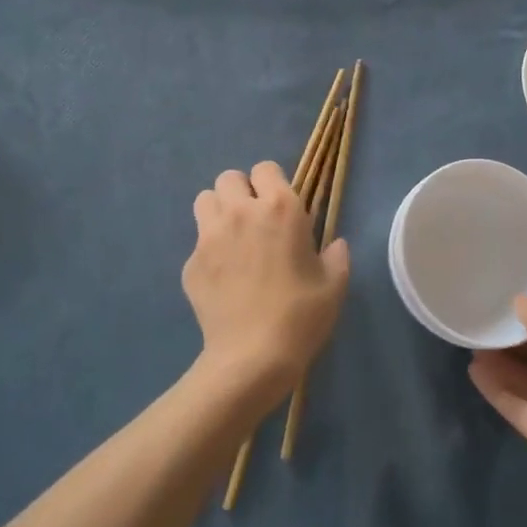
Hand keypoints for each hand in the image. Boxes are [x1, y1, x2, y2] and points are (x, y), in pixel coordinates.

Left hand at [183, 162, 349, 411]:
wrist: (252, 357)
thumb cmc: (301, 316)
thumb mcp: (334, 285)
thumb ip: (336, 256)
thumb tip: (334, 245)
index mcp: (280, 208)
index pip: (265, 168)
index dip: (272, 184)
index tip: (280, 208)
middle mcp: (241, 212)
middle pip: (228, 178)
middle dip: (240, 192)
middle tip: (254, 220)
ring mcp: (209, 237)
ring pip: (204, 201)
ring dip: (218, 212)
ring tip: (232, 239)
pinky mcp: (191, 263)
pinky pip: (197, 243)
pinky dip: (208, 252)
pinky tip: (223, 279)